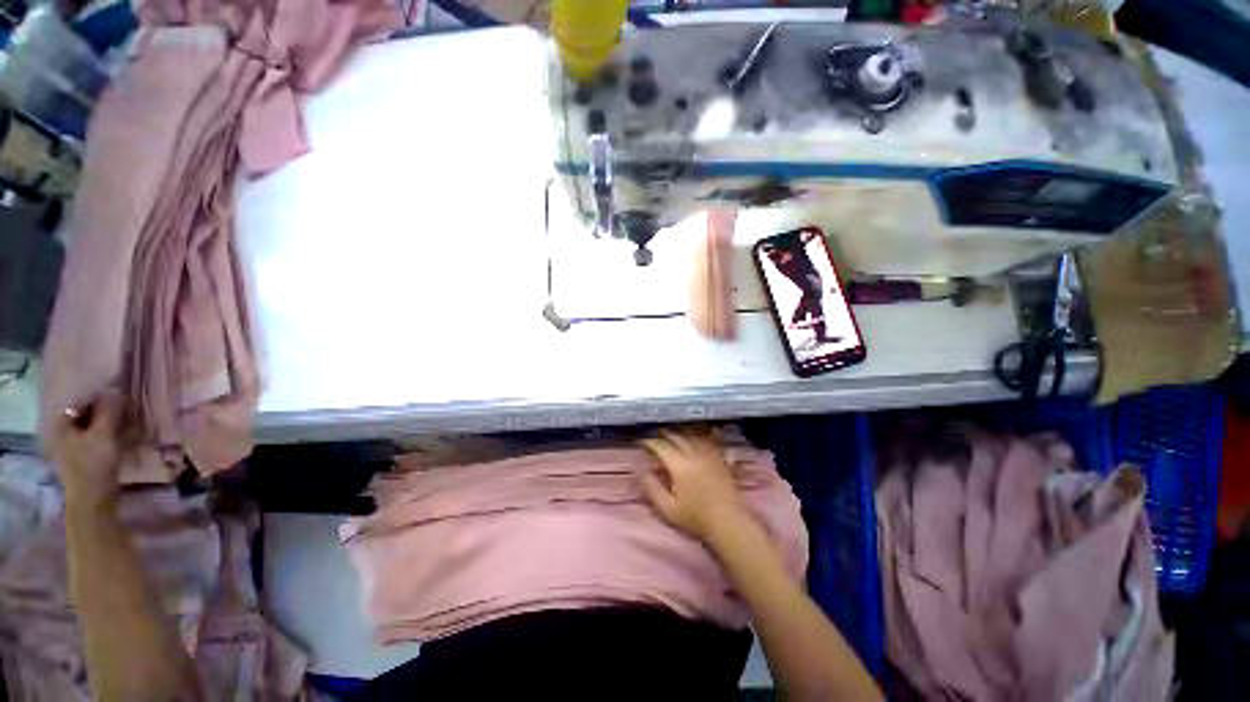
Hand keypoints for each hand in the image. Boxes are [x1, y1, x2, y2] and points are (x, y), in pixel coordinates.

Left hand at [47, 391, 124, 508]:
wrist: (92, 497)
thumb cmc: (94, 463)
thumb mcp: (104, 434)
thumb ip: (108, 410)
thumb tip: (114, 390)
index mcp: (61, 422)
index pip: (80, 400)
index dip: (99, 397)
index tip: (118, 398)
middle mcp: (60, 429)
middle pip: (83, 412)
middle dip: (102, 410)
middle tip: (123, 409)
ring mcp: (69, 444)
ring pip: (89, 425)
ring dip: (105, 421)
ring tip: (123, 421)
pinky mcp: (79, 454)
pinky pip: (91, 435)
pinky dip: (103, 432)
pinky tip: (115, 435)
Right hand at [639, 428, 748, 542]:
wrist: (728, 522)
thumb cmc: (695, 517)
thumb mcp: (667, 508)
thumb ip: (652, 488)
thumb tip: (641, 471)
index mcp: (679, 464)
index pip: (661, 446)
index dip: (650, 442)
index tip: (642, 441)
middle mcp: (694, 454)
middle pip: (677, 437)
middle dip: (665, 434)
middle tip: (656, 434)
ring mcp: (709, 455)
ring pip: (693, 436)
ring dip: (681, 433)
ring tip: (674, 434)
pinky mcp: (721, 459)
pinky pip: (708, 442)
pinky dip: (699, 437)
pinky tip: (698, 438)